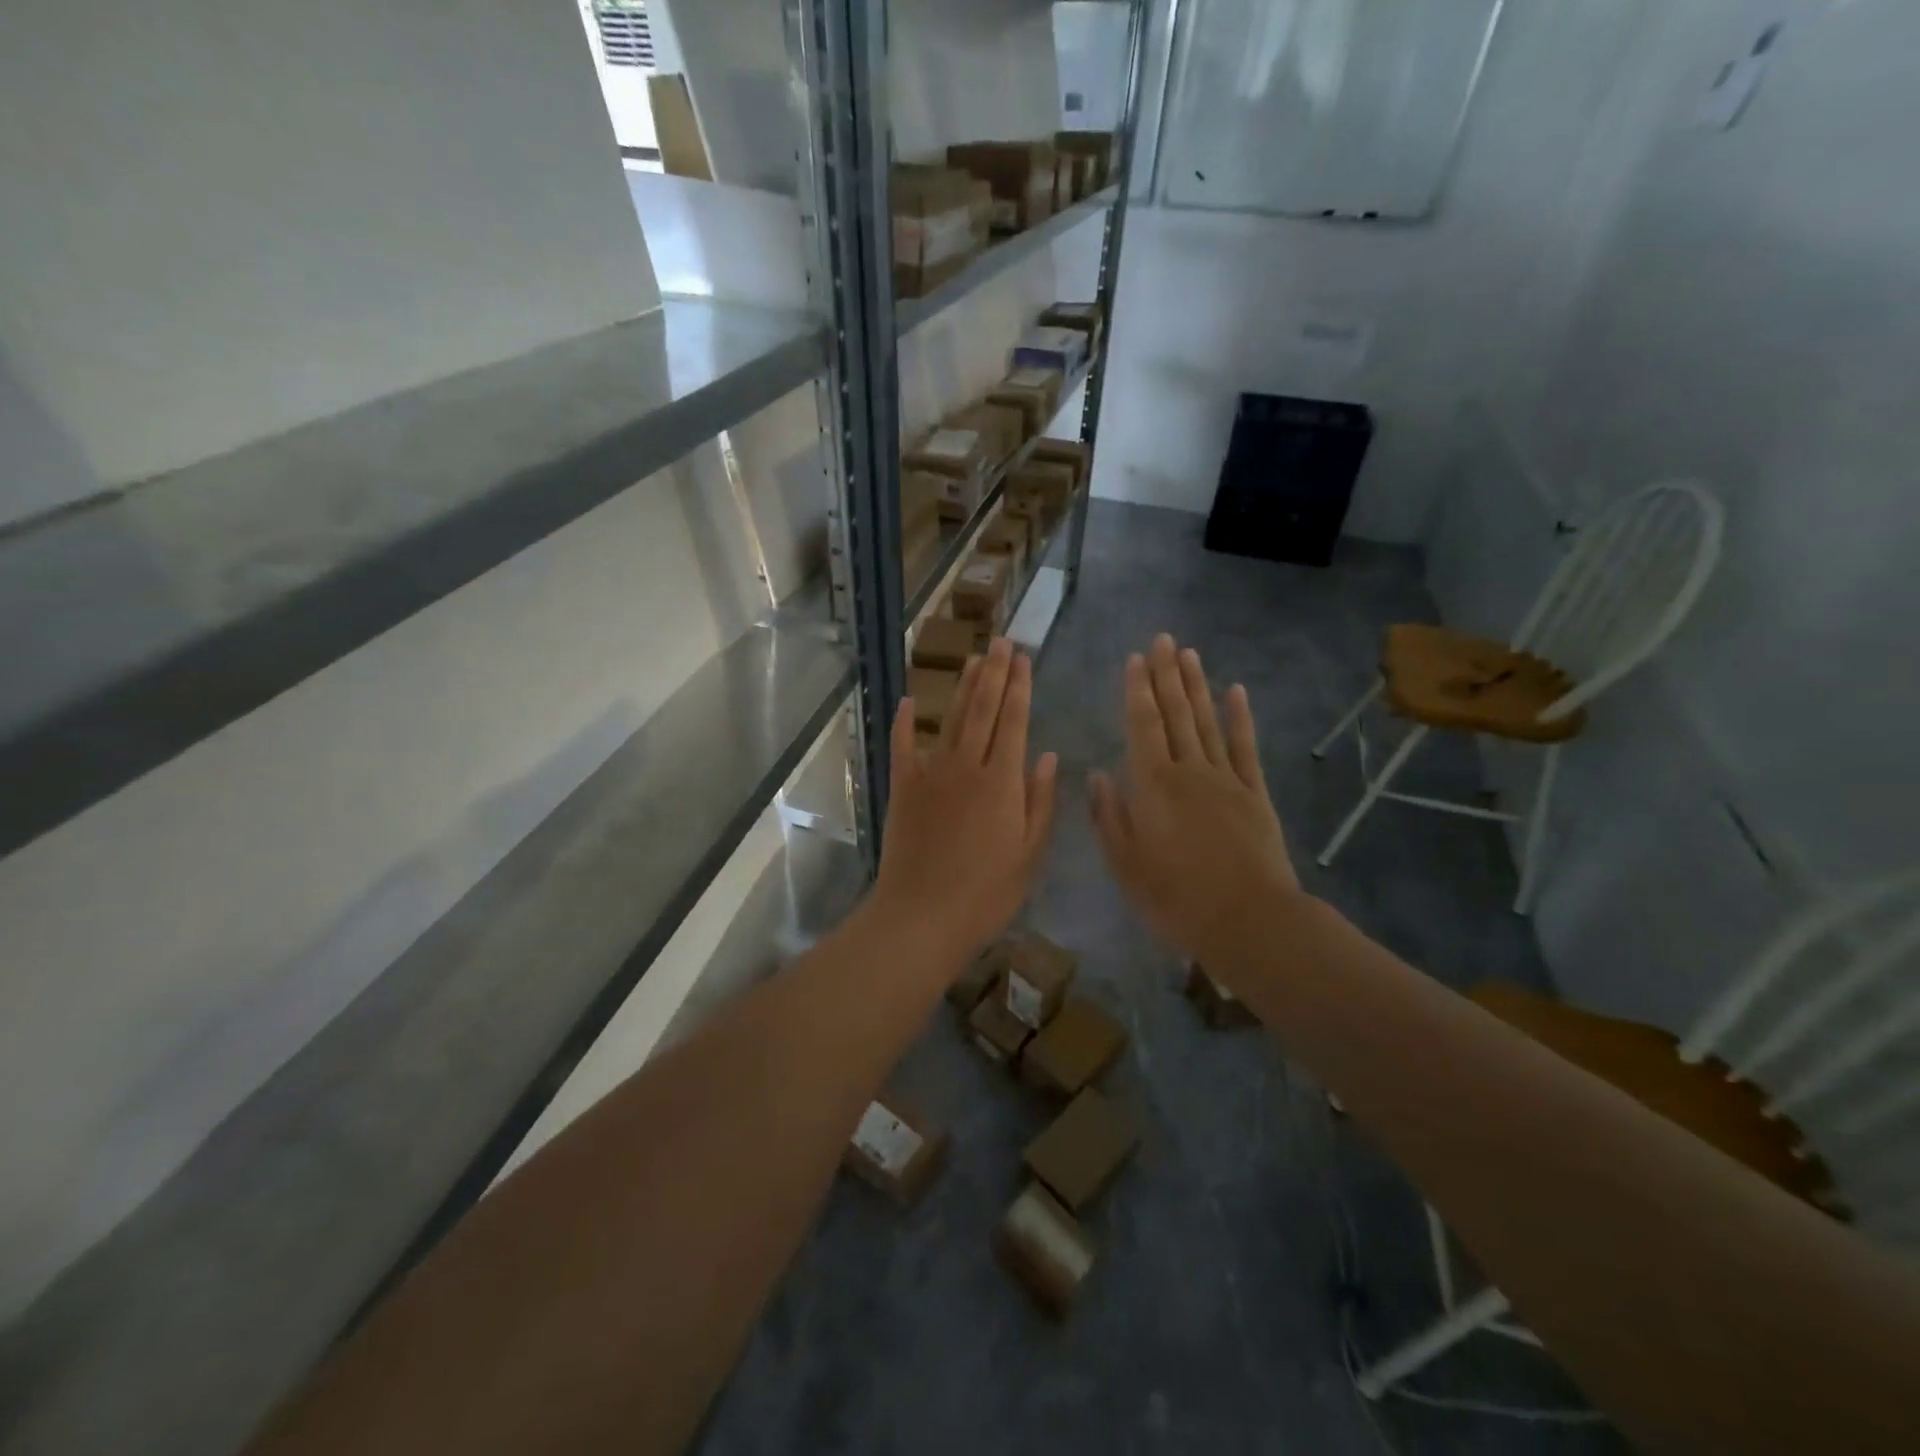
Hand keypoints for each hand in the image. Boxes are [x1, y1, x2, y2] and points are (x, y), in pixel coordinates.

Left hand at [872, 638, 1058, 975]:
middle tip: (1002, 642)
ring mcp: (930, 774)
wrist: (921, 916)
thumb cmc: (985, 894)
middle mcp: (967, 766)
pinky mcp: (902, 789)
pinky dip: (905, 722)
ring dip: (963, 687)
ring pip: (951, 720)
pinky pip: (902, 747)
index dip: (1020, 687)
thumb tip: (1046, 755)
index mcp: (1002, 782)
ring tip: (974, 659)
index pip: (1014, 721)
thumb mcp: (1029, 854)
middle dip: (994, 673)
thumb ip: (1039, 801)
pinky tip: (910, 700)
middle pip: (983, 709)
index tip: (1024, 658)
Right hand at [1089, 634, 1303, 973]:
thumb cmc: (1176, 897)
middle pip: (1176, 714)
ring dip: (1197, 686)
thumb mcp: (1125, 864)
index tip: (1135, 658)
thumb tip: (1097, 775)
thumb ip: (1109, 816)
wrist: (1248, 920)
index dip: (1137, 690)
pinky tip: (1236, 692)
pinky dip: (1240, 718)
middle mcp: (1189, 770)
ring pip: (1208, 722)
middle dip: (1166, 675)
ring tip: (1190, 655)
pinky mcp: (1255, 794)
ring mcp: (1226, 779)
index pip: (1142, 725)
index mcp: (1153, 785)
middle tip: (1164, 640)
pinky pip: (1246, 748)